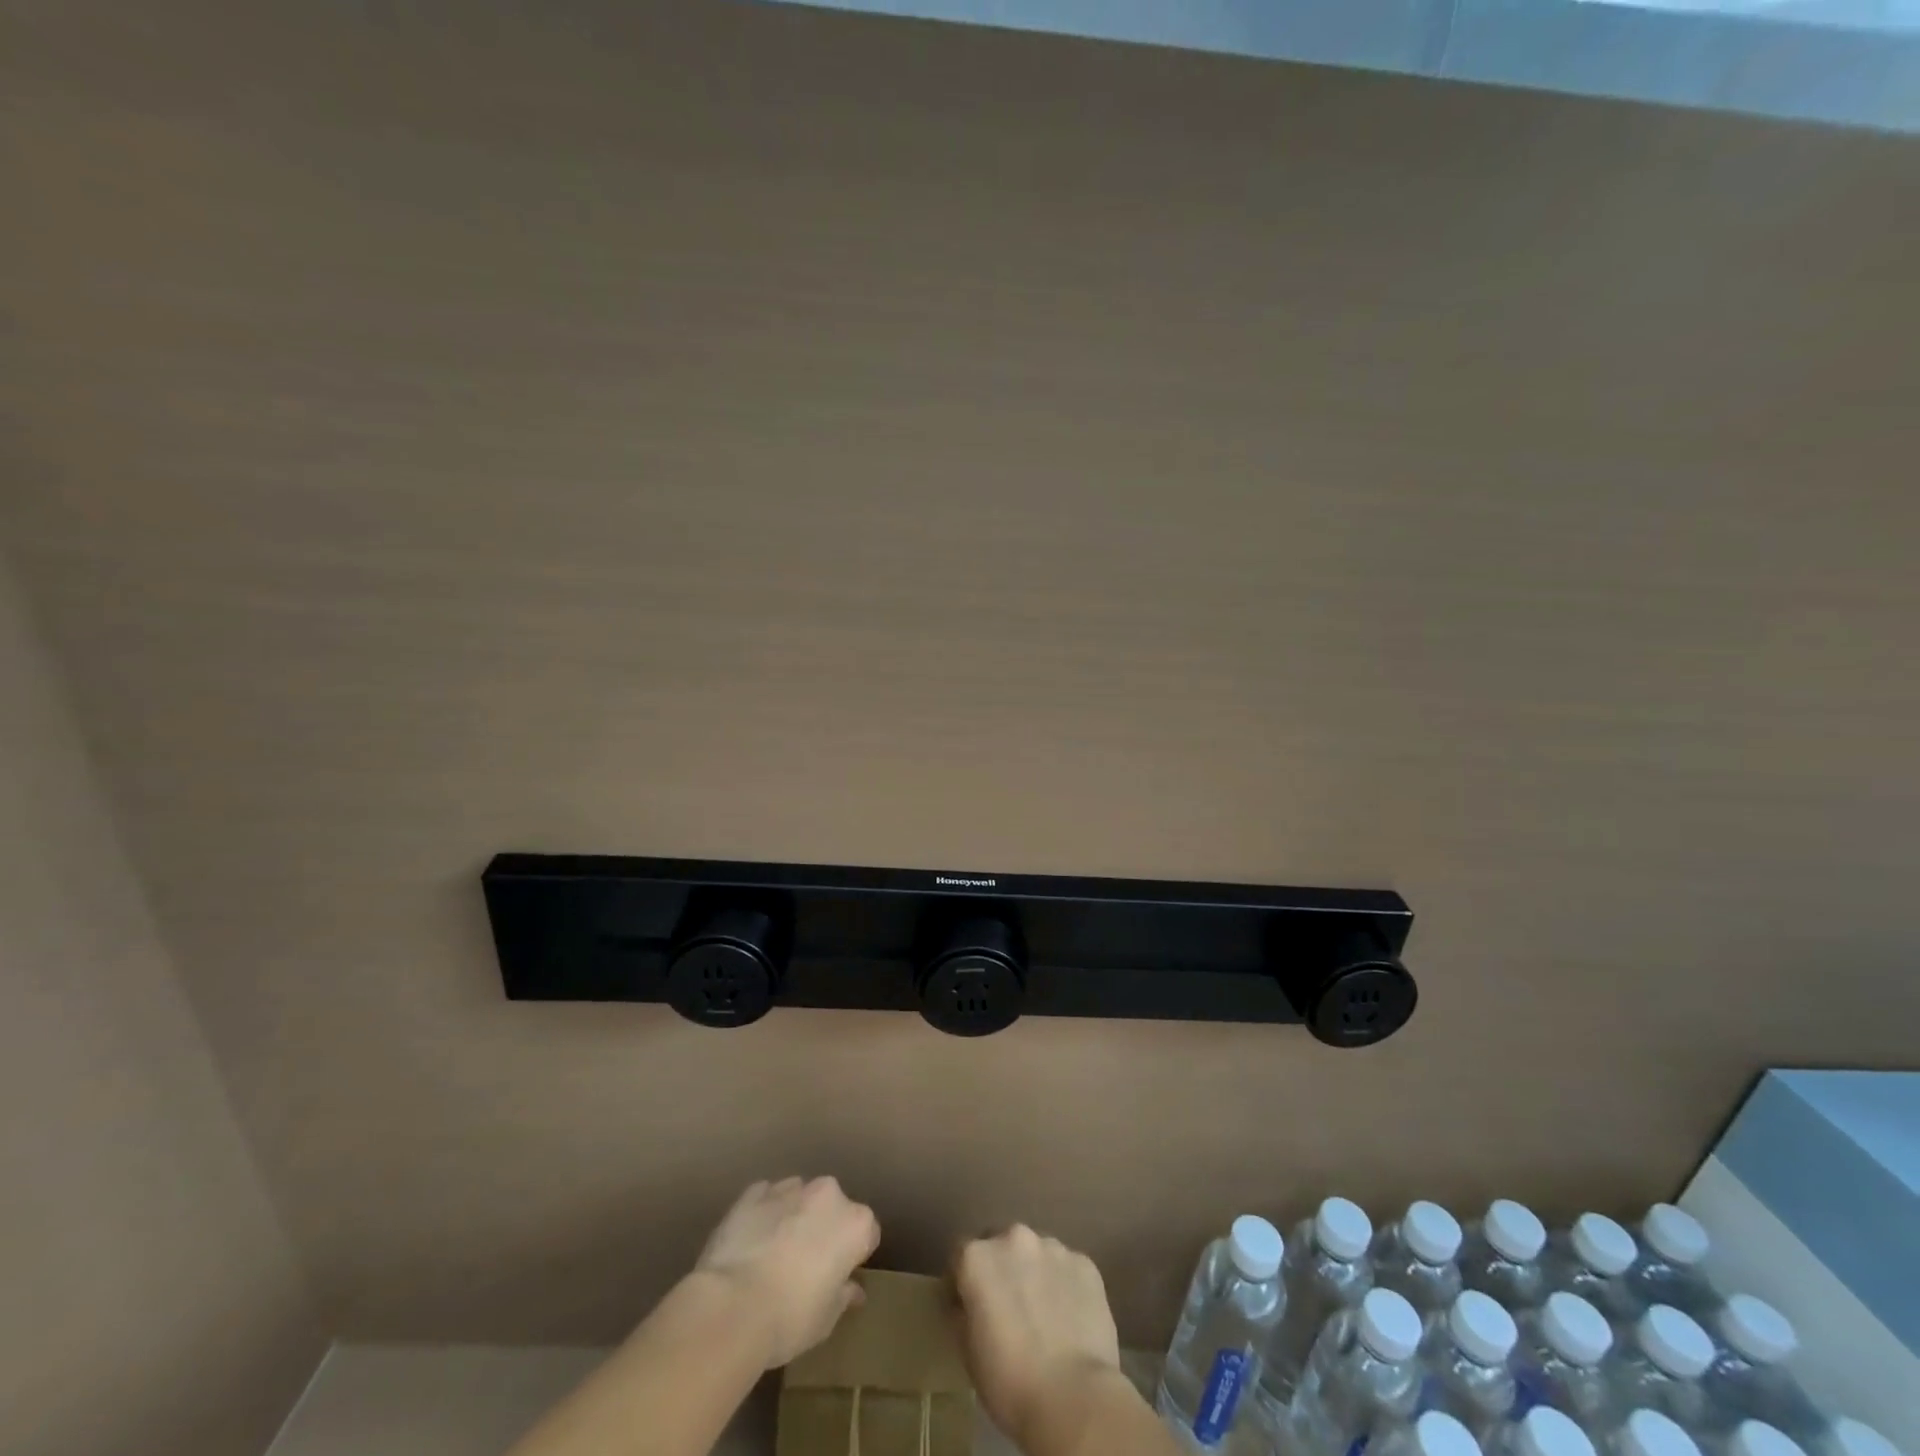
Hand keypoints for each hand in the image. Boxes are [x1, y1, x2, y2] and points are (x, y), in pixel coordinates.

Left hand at [693, 1177, 880, 1370]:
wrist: (731, 1307)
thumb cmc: (789, 1319)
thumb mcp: (825, 1320)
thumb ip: (843, 1296)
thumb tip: (852, 1289)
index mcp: (855, 1223)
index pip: (867, 1234)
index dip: (853, 1256)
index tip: (838, 1277)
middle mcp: (828, 1194)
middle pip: (833, 1208)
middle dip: (823, 1228)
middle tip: (805, 1266)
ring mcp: (789, 1188)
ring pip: (800, 1197)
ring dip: (794, 1216)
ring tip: (773, 1254)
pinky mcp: (754, 1192)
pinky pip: (766, 1198)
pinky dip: (764, 1213)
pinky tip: (750, 1241)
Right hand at [954, 1225, 1124, 1447]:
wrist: (1074, 1398)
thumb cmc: (1010, 1381)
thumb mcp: (968, 1352)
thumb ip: (963, 1313)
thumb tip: (966, 1303)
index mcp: (977, 1257)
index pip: (960, 1255)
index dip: (962, 1281)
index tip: (969, 1307)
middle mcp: (1013, 1238)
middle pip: (1001, 1245)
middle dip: (1001, 1269)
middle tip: (1008, 1309)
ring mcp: (1052, 1247)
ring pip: (1036, 1253)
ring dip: (1033, 1273)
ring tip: (1043, 1315)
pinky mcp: (1084, 1262)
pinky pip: (1066, 1269)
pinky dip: (1064, 1285)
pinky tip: (1069, 1320)